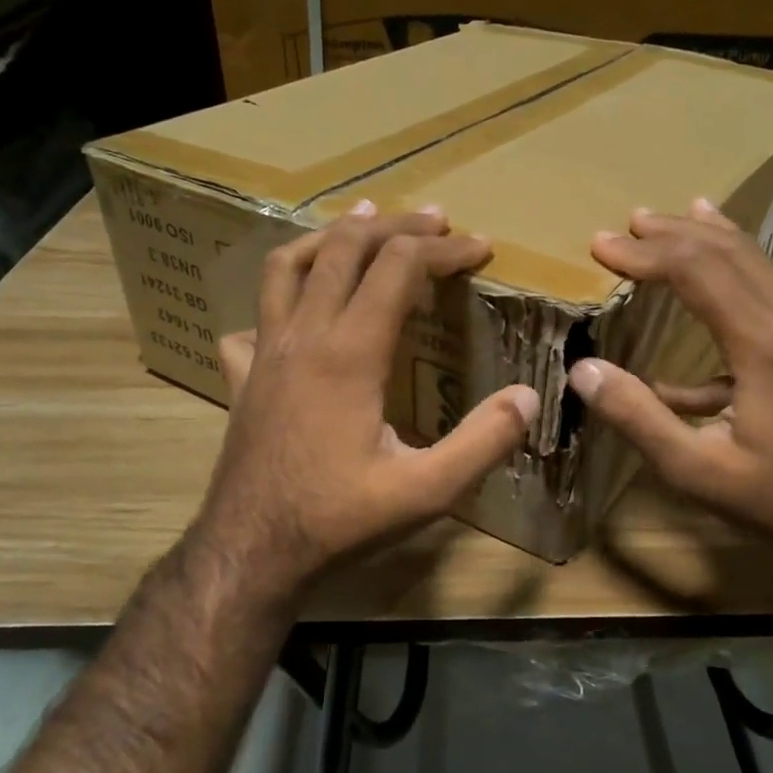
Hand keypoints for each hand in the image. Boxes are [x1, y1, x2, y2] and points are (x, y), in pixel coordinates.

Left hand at [194, 202, 539, 595]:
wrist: (251, 551)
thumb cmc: (339, 520)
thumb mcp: (426, 492)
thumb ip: (482, 443)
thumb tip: (528, 397)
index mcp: (349, 354)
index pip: (399, 268)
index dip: (445, 250)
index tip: (482, 248)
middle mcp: (303, 337)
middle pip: (345, 249)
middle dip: (395, 225)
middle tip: (435, 220)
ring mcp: (265, 353)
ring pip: (287, 266)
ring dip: (330, 237)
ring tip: (361, 223)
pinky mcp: (244, 377)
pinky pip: (254, 316)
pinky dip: (279, 296)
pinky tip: (297, 309)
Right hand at [567, 200, 772, 575]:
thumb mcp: (697, 470)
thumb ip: (638, 417)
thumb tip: (582, 370)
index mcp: (767, 345)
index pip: (699, 272)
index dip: (646, 254)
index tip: (601, 246)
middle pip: (731, 253)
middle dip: (674, 234)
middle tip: (627, 223)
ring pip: (758, 264)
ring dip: (708, 241)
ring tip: (669, 220)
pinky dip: (735, 276)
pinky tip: (706, 292)